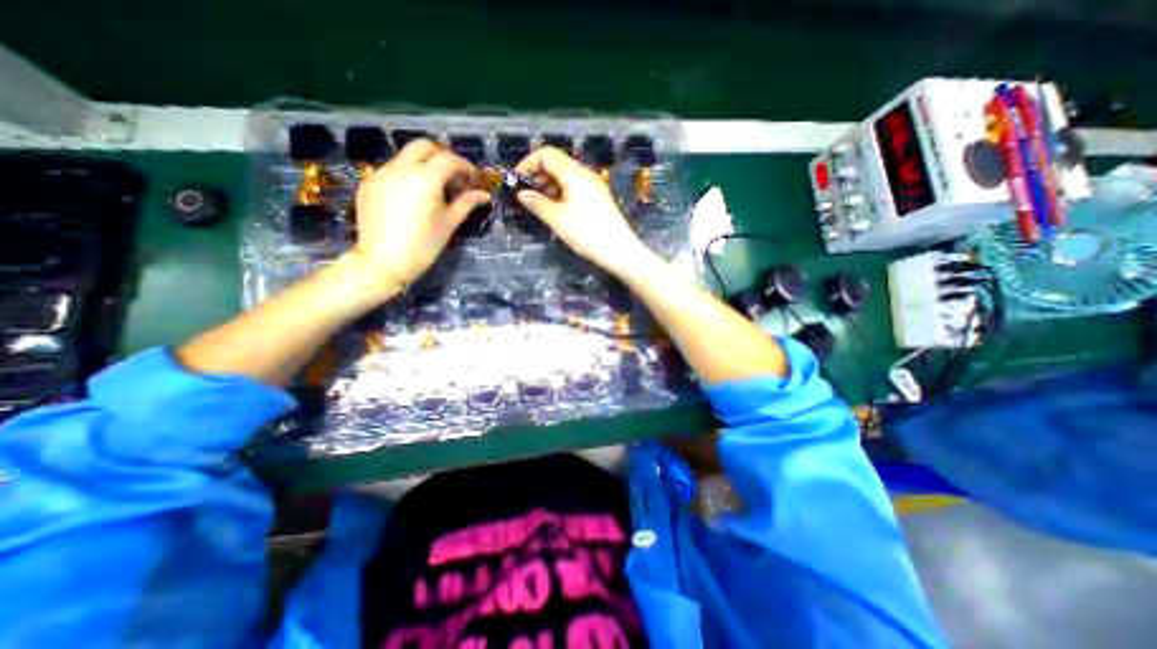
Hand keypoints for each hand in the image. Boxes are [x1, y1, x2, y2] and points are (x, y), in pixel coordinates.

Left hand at [342, 140, 486, 292]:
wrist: (383, 261)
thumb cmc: (423, 245)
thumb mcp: (449, 223)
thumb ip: (466, 203)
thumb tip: (484, 194)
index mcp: (424, 178)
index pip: (449, 159)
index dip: (465, 166)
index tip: (473, 180)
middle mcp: (400, 167)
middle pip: (424, 146)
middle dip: (443, 156)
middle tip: (454, 177)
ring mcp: (381, 173)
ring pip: (406, 156)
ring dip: (424, 165)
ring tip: (435, 189)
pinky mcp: (369, 183)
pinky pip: (393, 169)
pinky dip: (408, 175)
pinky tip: (414, 197)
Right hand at [515, 145, 648, 272]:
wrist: (620, 251)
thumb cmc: (587, 233)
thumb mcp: (557, 219)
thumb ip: (537, 203)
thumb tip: (521, 193)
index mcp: (575, 174)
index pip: (547, 154)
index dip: (528, 162)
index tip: (517, 180)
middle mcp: (586, 174)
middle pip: (558, 163)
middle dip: (538, 174)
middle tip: (526, 194)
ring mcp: (595, 186)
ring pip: (567, 176)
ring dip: (550, 185)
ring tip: (539, 204)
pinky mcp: (599, 199)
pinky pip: (576, 188)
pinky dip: (562, 193)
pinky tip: (557, 210)